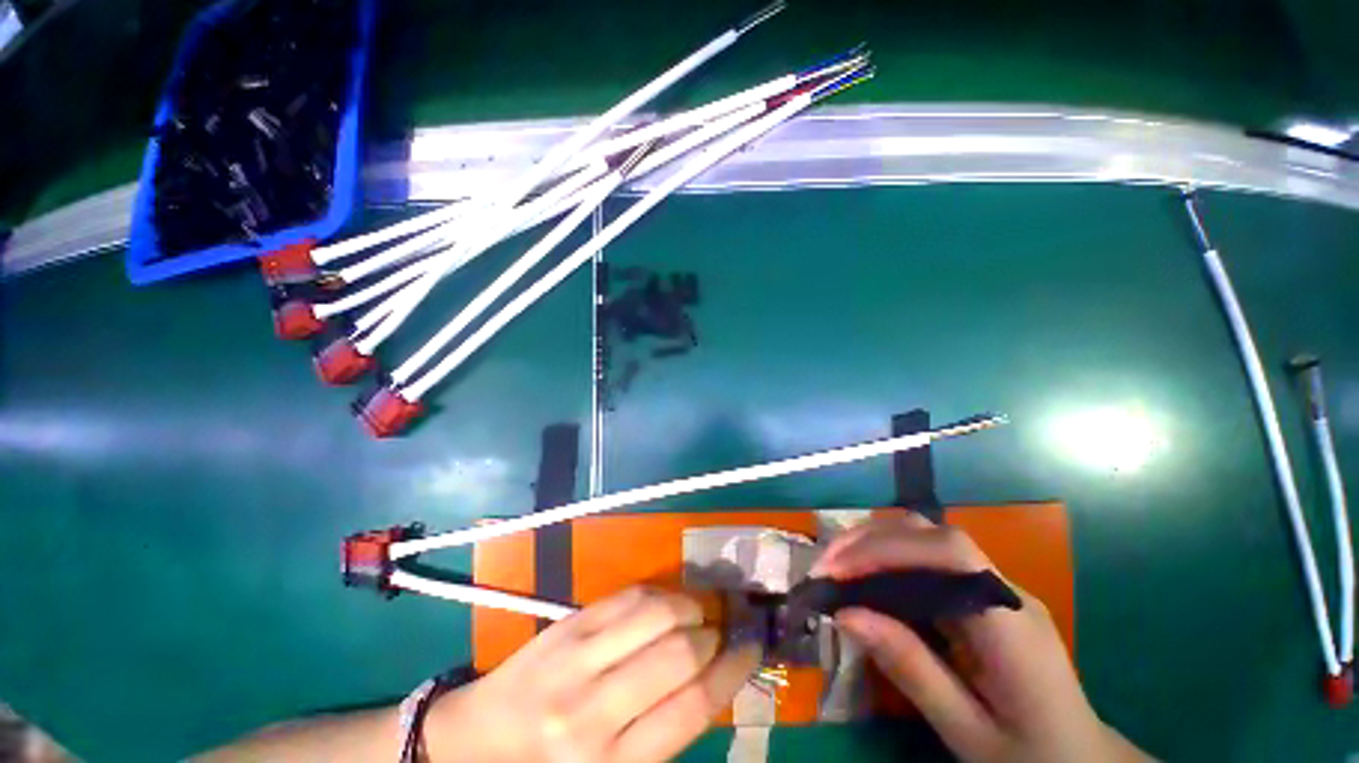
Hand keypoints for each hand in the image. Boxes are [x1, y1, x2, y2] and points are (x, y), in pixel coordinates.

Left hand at [423, 586, 761, 762]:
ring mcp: (577, 657)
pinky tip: (666, 603)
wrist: (478, 742)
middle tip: (722, 631)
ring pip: (656, 613)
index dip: (732, 672)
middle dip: (712, 636)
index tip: (752, 649)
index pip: (691, 707)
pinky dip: (659, 595)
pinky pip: (628, 596)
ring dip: (690, 606)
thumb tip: (713, 680)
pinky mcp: (567, 624)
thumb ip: (663, 731)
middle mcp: (594, 709)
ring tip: (698, 613)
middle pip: (678, 653)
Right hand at [813, 514, 1150, 762]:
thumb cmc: (1030, 757)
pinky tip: (866, 576)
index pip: (949, 554)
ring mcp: (995, 586)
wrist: (1081, 762)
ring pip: (927, 537)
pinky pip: (928, 558)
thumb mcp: (968, 732)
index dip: (887, 549)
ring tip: (836, 565)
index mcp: (1012, 624)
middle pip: (932, 533)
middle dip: (870, 540)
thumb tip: (845, 614)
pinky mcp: (981, 593)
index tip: (837, 571)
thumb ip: (911, 670)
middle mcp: (1004, 590)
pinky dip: (888, 556)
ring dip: (875, 541)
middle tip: (824, 566)